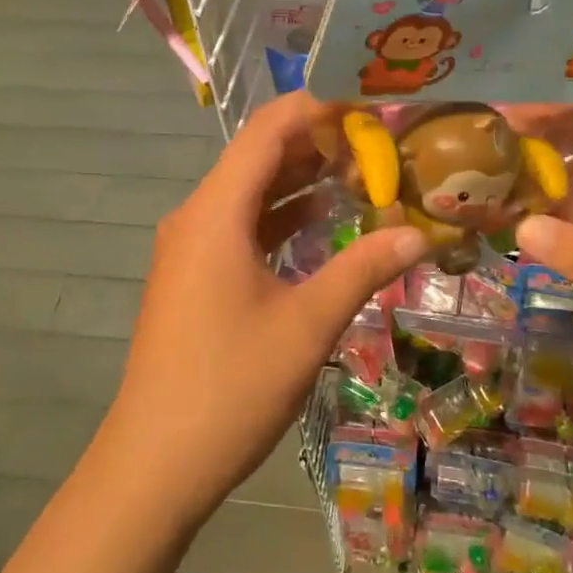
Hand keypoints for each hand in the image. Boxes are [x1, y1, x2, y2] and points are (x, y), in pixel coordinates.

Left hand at [99, 92, 425, 532]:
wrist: (154, 463)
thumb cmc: (230, 387)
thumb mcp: (307, 324)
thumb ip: (363, 269)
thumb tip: (418, 235)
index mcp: (216, 212)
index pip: (268, 130)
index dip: (319, 109)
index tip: (371, 108)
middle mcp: (197, 216)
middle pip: (259, 156)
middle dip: (318, 145)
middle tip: (381, 145)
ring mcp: (192, 247)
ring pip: (251, 193)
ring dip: (301, 182)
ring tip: (363, 176)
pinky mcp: (195, 276)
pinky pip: (242, 227)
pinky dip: (282, 218)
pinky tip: (324, 223)